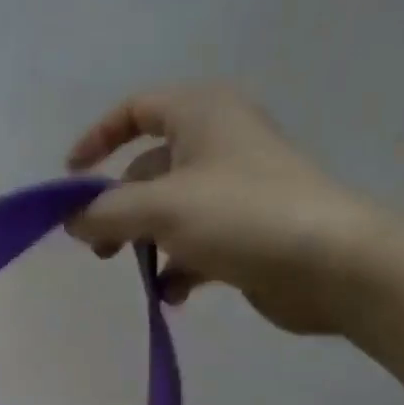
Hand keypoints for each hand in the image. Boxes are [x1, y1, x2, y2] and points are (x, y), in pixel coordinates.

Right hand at [65, 84, 394, 334]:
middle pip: (148, 169)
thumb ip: (105, 212)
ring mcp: (235, 190)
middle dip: (117, 208)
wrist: (333, 264)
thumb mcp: (160, 207)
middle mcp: (219, 144)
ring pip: (169, 211)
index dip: (98, 138)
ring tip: (135, 271)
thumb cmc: (241, 216)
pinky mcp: (247, 232)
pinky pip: (196, 244)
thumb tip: (71, 222)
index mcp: (202, 114)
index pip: (137, 109)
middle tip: (99, 247)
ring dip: (144, 242)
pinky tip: (173, 294)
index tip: (70, 177)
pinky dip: (177, 267)